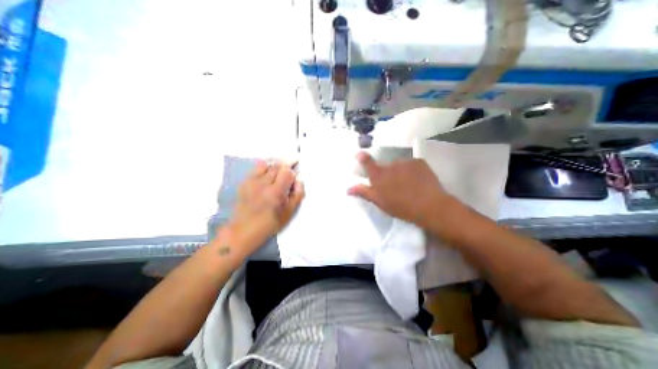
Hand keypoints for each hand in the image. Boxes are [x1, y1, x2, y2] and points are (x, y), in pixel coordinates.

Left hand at [228, 162, 304, 252]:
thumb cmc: (271, 223)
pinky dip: (264, 168)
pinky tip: (266, 176)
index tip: (294, 178)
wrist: (244, 230)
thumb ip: (298, 194)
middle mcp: (263, 184)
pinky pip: (256, 168)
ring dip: (275, 167)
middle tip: (288, 175)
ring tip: (277, 174)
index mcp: (275, 192)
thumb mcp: (290, 212)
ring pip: (267, 164)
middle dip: (285, 168)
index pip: (287, 172)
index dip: (293, 172)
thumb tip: (299, 180)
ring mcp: (251, 181)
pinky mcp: (244, 182)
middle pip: (277, 165)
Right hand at [346, 152, 455, 225]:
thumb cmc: (401, 207)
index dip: (362, 156)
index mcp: (379, 175)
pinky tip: (417, 181)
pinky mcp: (419, 161)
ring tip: (407, 185)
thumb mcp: (379, 202)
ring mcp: (405, 161)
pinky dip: (411, 170)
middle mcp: (390, 164)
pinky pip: (411, 164)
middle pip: (384, 165)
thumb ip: (363, 192)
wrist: (429, 206)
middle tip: (393, 185)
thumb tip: (348, 189)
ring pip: (398, 165)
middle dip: (385, 173)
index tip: (359, 155)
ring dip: (399, 172)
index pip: (367, 161)